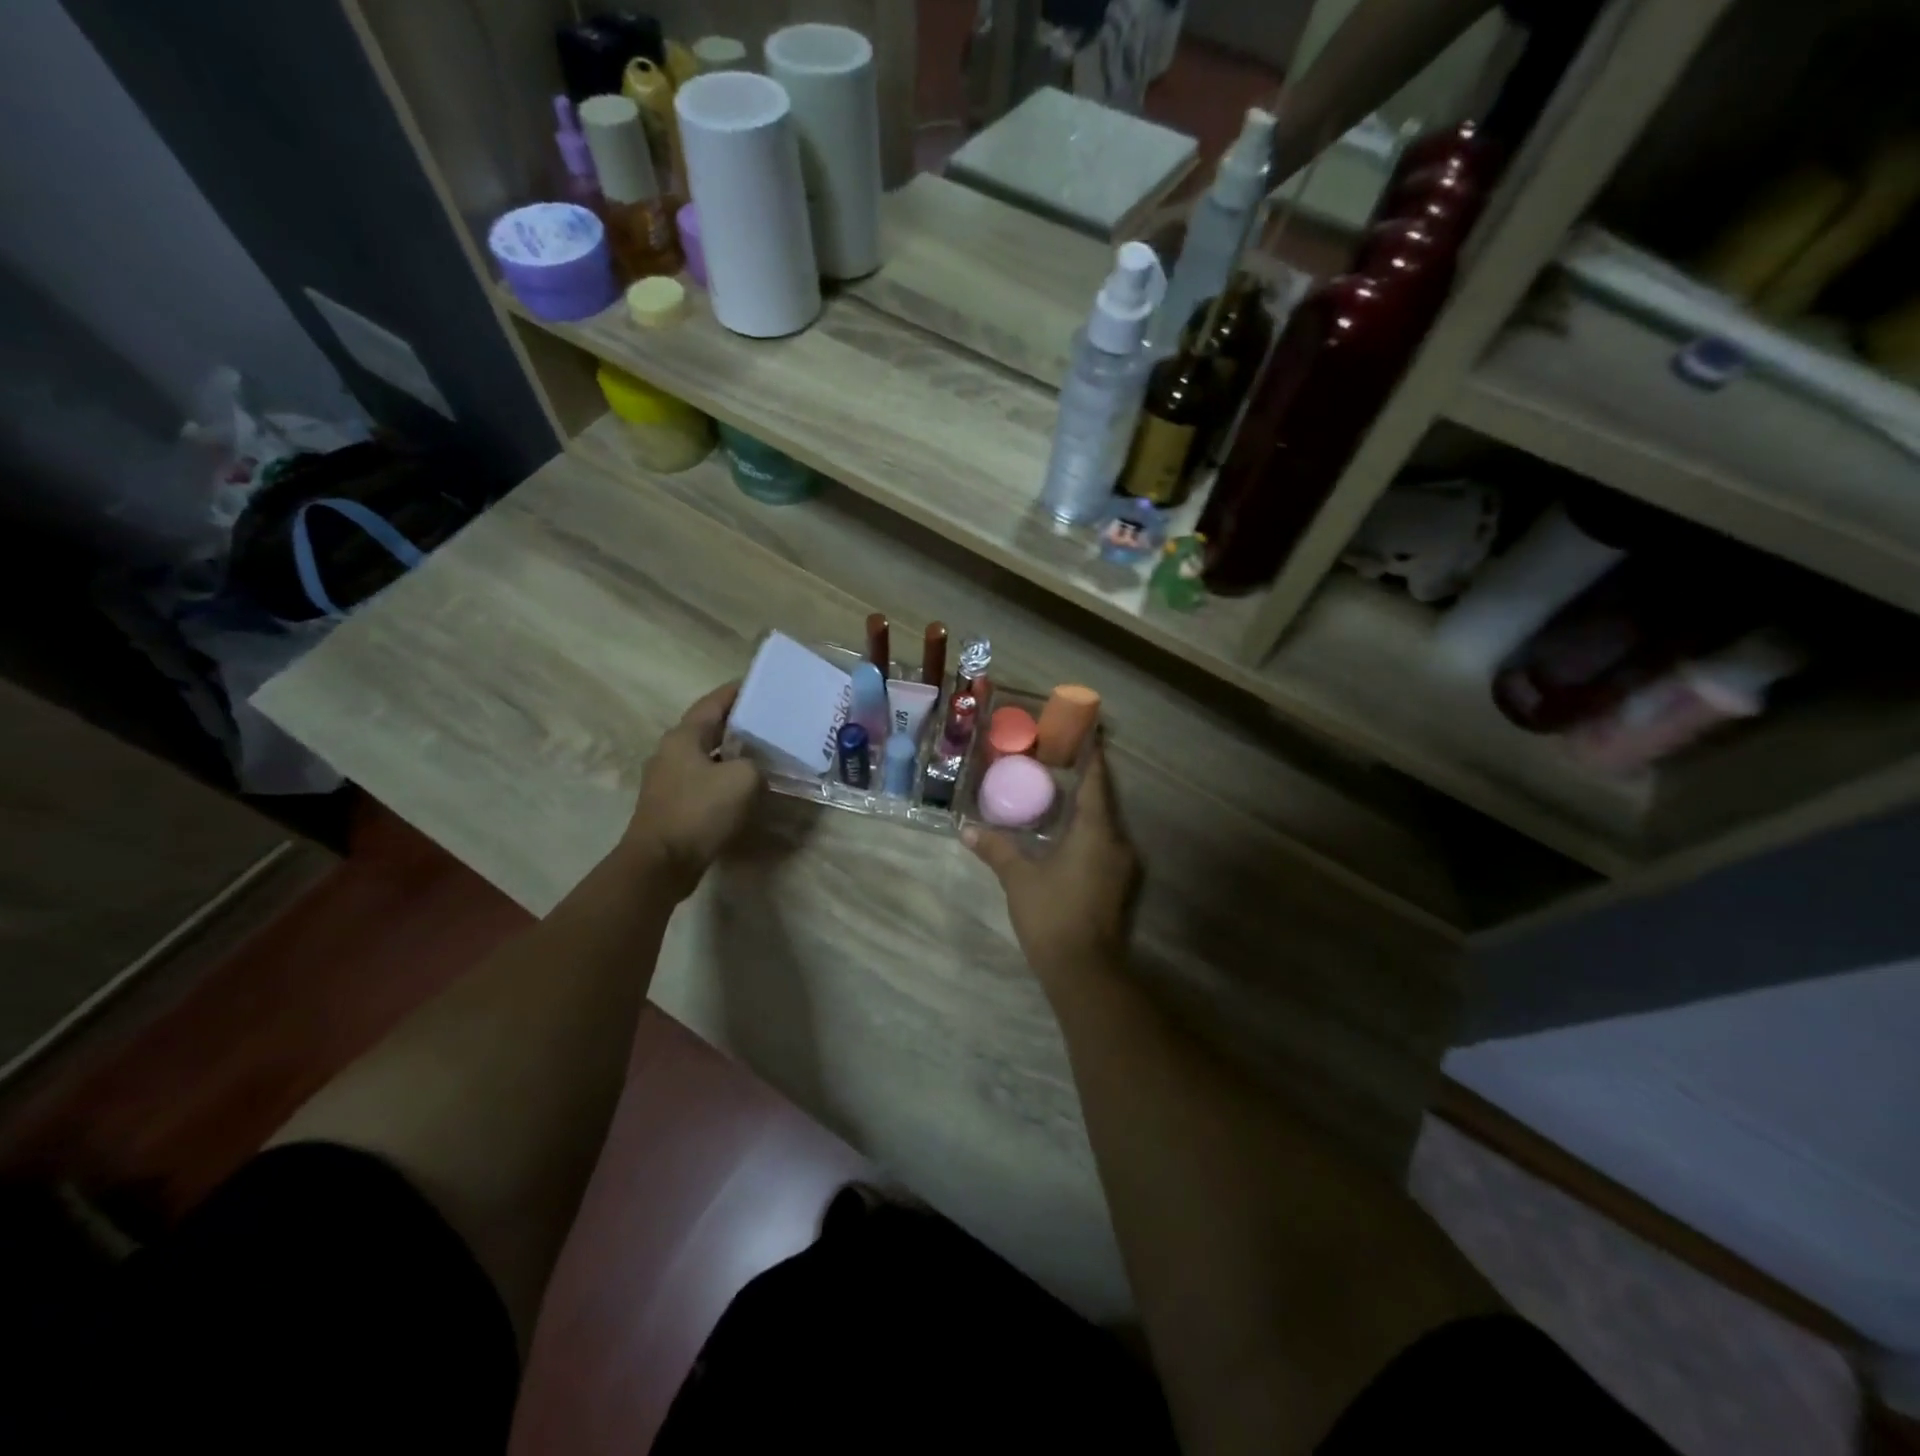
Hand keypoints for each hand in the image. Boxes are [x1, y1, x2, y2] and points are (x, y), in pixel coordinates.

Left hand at [624, 683, 762, 898]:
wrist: (661, 863)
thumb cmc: (700, 812)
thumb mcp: (743, 779)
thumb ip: (755, 765)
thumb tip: (752, 769)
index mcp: (683, 736)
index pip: (713, 703)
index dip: (737, 692)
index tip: (760, 684)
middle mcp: (671, 752)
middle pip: (709, 728)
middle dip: (738, 723)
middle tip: (768, 719)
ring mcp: (668, 779)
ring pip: (706, 756)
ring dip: (732, 753)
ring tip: (762, 751)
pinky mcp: (672, 804)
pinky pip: (703, 780)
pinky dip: (724, 777)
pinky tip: (745, 786)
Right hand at [963, 740, 1140, 985]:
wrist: (1084, 970)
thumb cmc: (1052, 914)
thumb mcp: (1019, 878)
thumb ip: (996, 849)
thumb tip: (966, 829)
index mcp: (1096, 831)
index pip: (1096, 782)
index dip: (1092, 756)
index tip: (1087, 733)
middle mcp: (1117, 842)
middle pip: (1102, 800)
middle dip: (1083, 779)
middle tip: (1058, 760)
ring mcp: (1121, 865)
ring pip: (1103, 824)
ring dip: (1084, 807)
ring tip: (1057, 791)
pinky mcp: (1117, 884)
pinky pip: (1102, 843)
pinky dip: (1085, 830)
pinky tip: (1063, 832)